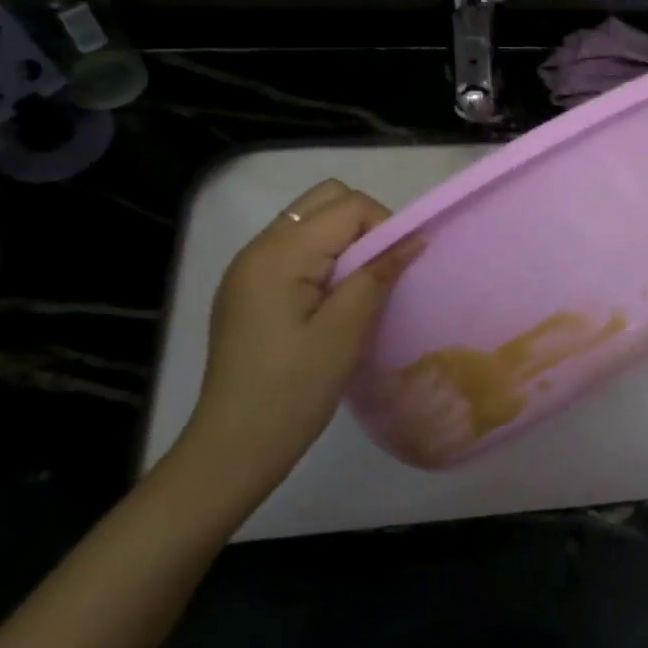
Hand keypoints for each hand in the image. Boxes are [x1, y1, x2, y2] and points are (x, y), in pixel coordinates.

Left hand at [163, 180, 419, 517]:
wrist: (233, 446)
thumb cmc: (293, 390)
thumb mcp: (345, 332)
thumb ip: (378, 275)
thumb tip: (414, 237)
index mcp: (279, 254)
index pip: (347, 205)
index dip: (383, 227)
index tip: (395, 270)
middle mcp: (258, 248)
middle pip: (324, 201)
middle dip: (364, 225)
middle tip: (378, 273)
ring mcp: (249, 268)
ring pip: (310, 223)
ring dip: (344, 243)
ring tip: (356, 291)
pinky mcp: (248, 289)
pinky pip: (295, 250)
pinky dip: (323, 260)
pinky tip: (330, 303)